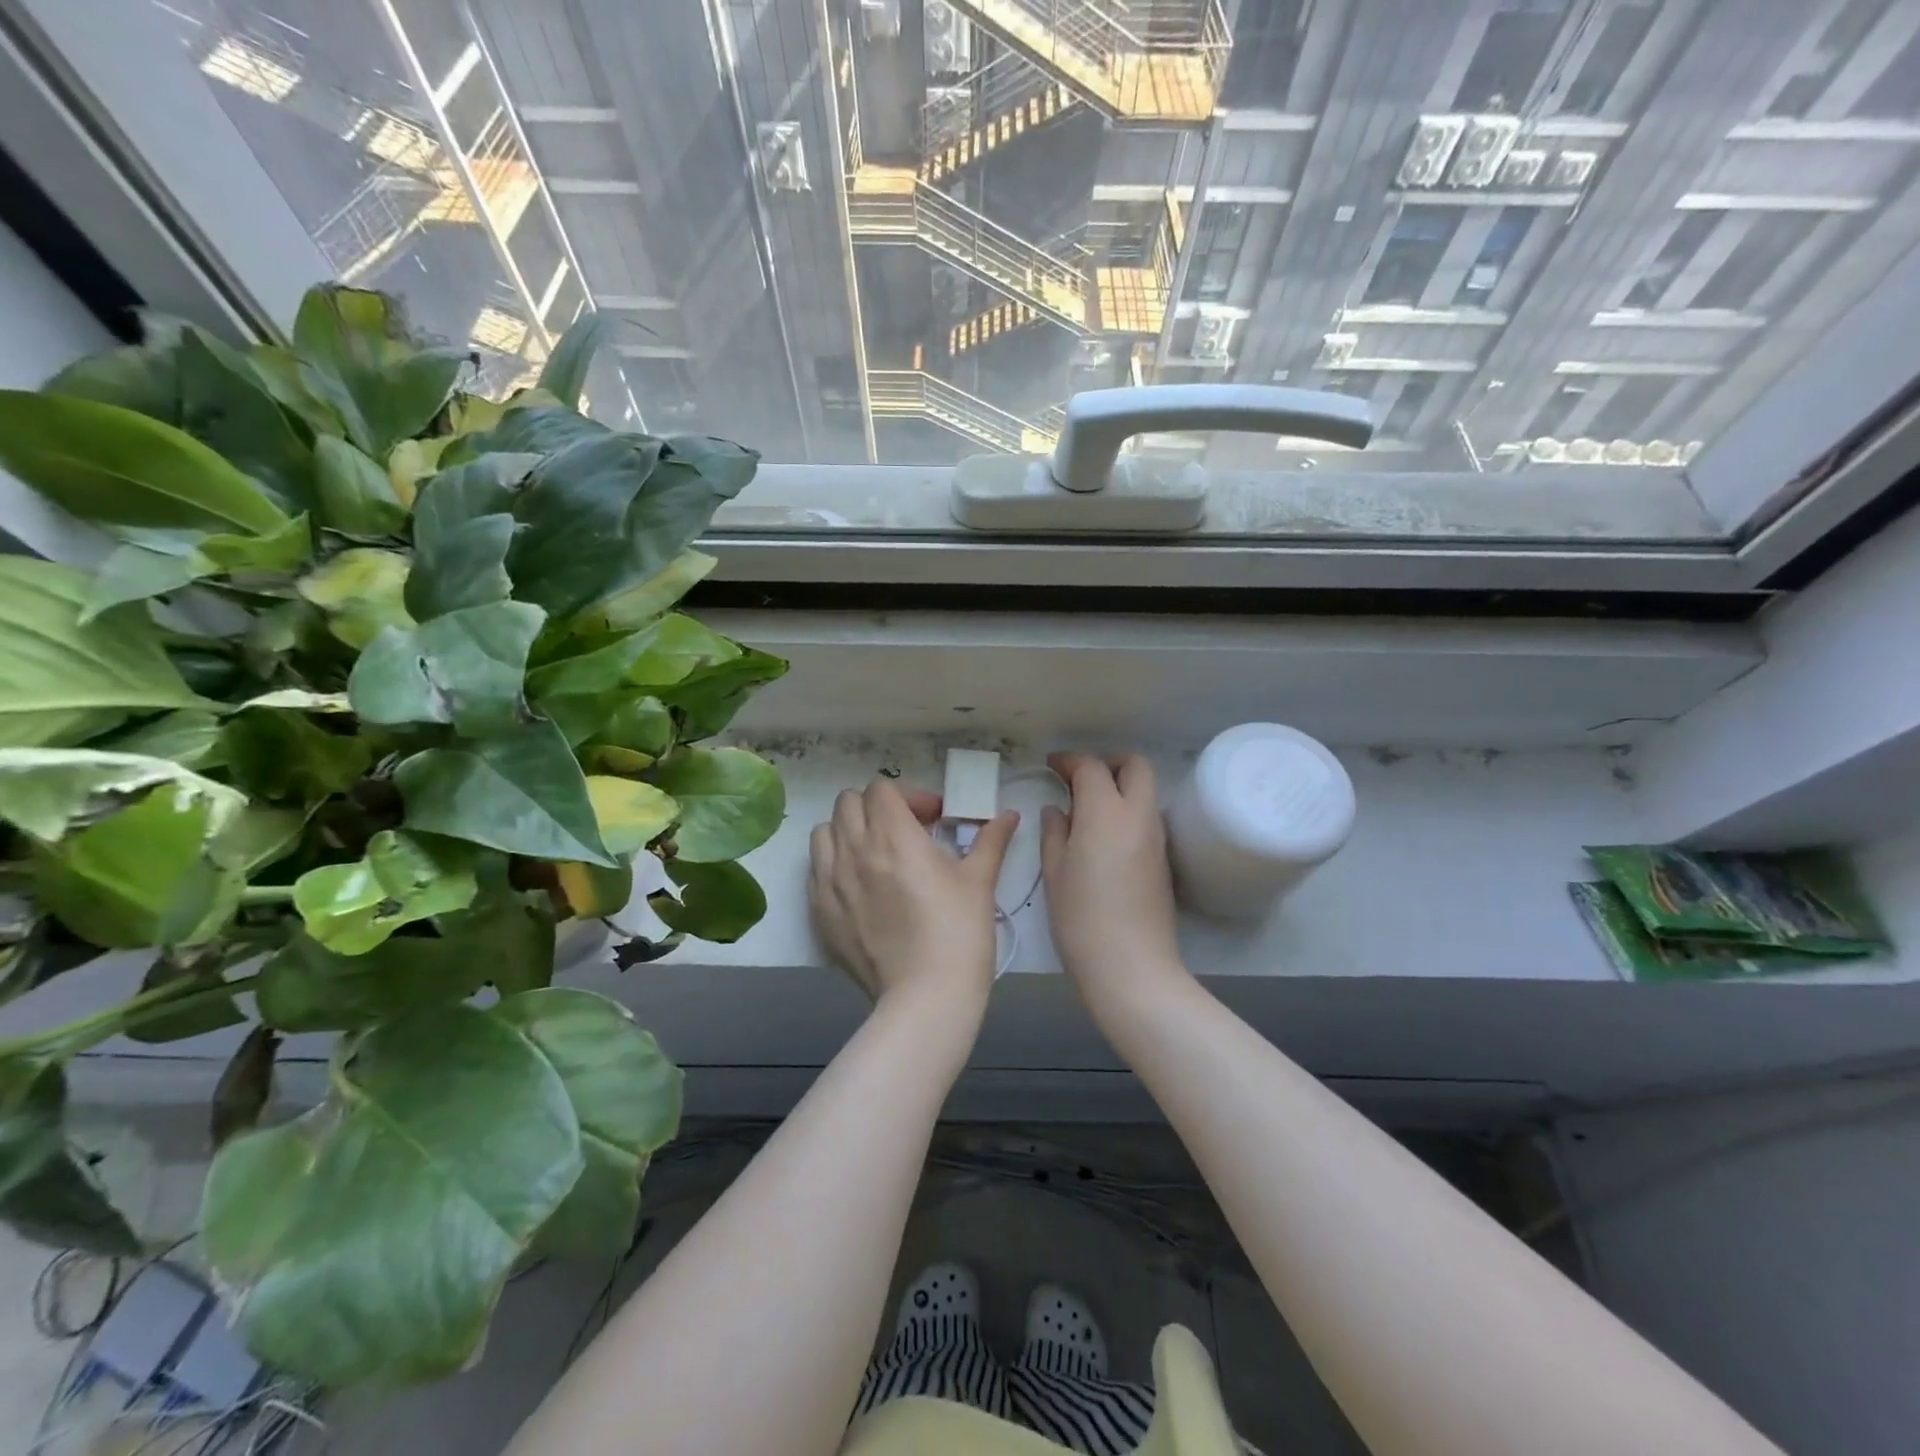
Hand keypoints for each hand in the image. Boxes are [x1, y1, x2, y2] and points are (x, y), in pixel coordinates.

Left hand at [809, 778, 1018, 1013]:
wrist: (925, 996)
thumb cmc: (959, 932)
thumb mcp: (980, 881)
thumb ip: (991, 840)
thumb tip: (1010, 816)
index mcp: (892, 835)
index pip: (881, 789)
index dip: (908, 797)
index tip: (932, 820)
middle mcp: (853, 850)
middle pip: (848, 802)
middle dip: (876, 808)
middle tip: (903, 833)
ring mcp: (830, 881)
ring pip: (825, 832)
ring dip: (848, 832)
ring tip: (875, 855)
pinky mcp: (819, 911)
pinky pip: (816, 869)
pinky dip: (833, 865)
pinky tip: (859, 887)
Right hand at [1041, 753, 1191, 1019]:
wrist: (1132, 967)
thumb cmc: (1081, 919)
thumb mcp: (1055, 873)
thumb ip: (1055, 832)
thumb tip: (1058, 810)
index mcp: (1106, 813)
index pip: (1091, 767)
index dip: (1069, 761)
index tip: (1051, 766)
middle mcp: (1138, 815)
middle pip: (1135, 765)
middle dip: (1107, 762)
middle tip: (1078, 779)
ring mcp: (1156, 837)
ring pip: (1145, 790)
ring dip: (1120, 786)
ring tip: (1086, 808)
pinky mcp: (1163, 859)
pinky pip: (1147, 816)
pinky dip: (1127, 810)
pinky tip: (1103, 836)